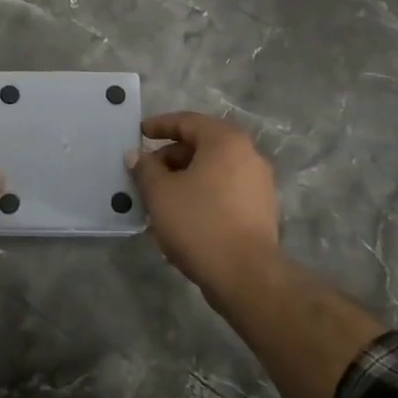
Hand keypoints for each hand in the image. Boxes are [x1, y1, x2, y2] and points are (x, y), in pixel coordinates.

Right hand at [127, 112, 280, 289]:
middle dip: (171, 157)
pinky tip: (182, 215)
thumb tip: (136, 155)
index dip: (160, 125)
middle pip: (202, 146)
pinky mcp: (261, 210)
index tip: (140, 132)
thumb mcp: (160, 193)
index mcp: (225, 141)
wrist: (246, 276)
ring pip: (213, 171)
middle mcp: (248, 155)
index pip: (188, 121)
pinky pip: (224, 191)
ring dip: (185, 178)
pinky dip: (202, 194)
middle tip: (146, 172)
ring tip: (160, 197)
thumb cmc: (199, 223)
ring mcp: (259, 184)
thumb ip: (145, 169)